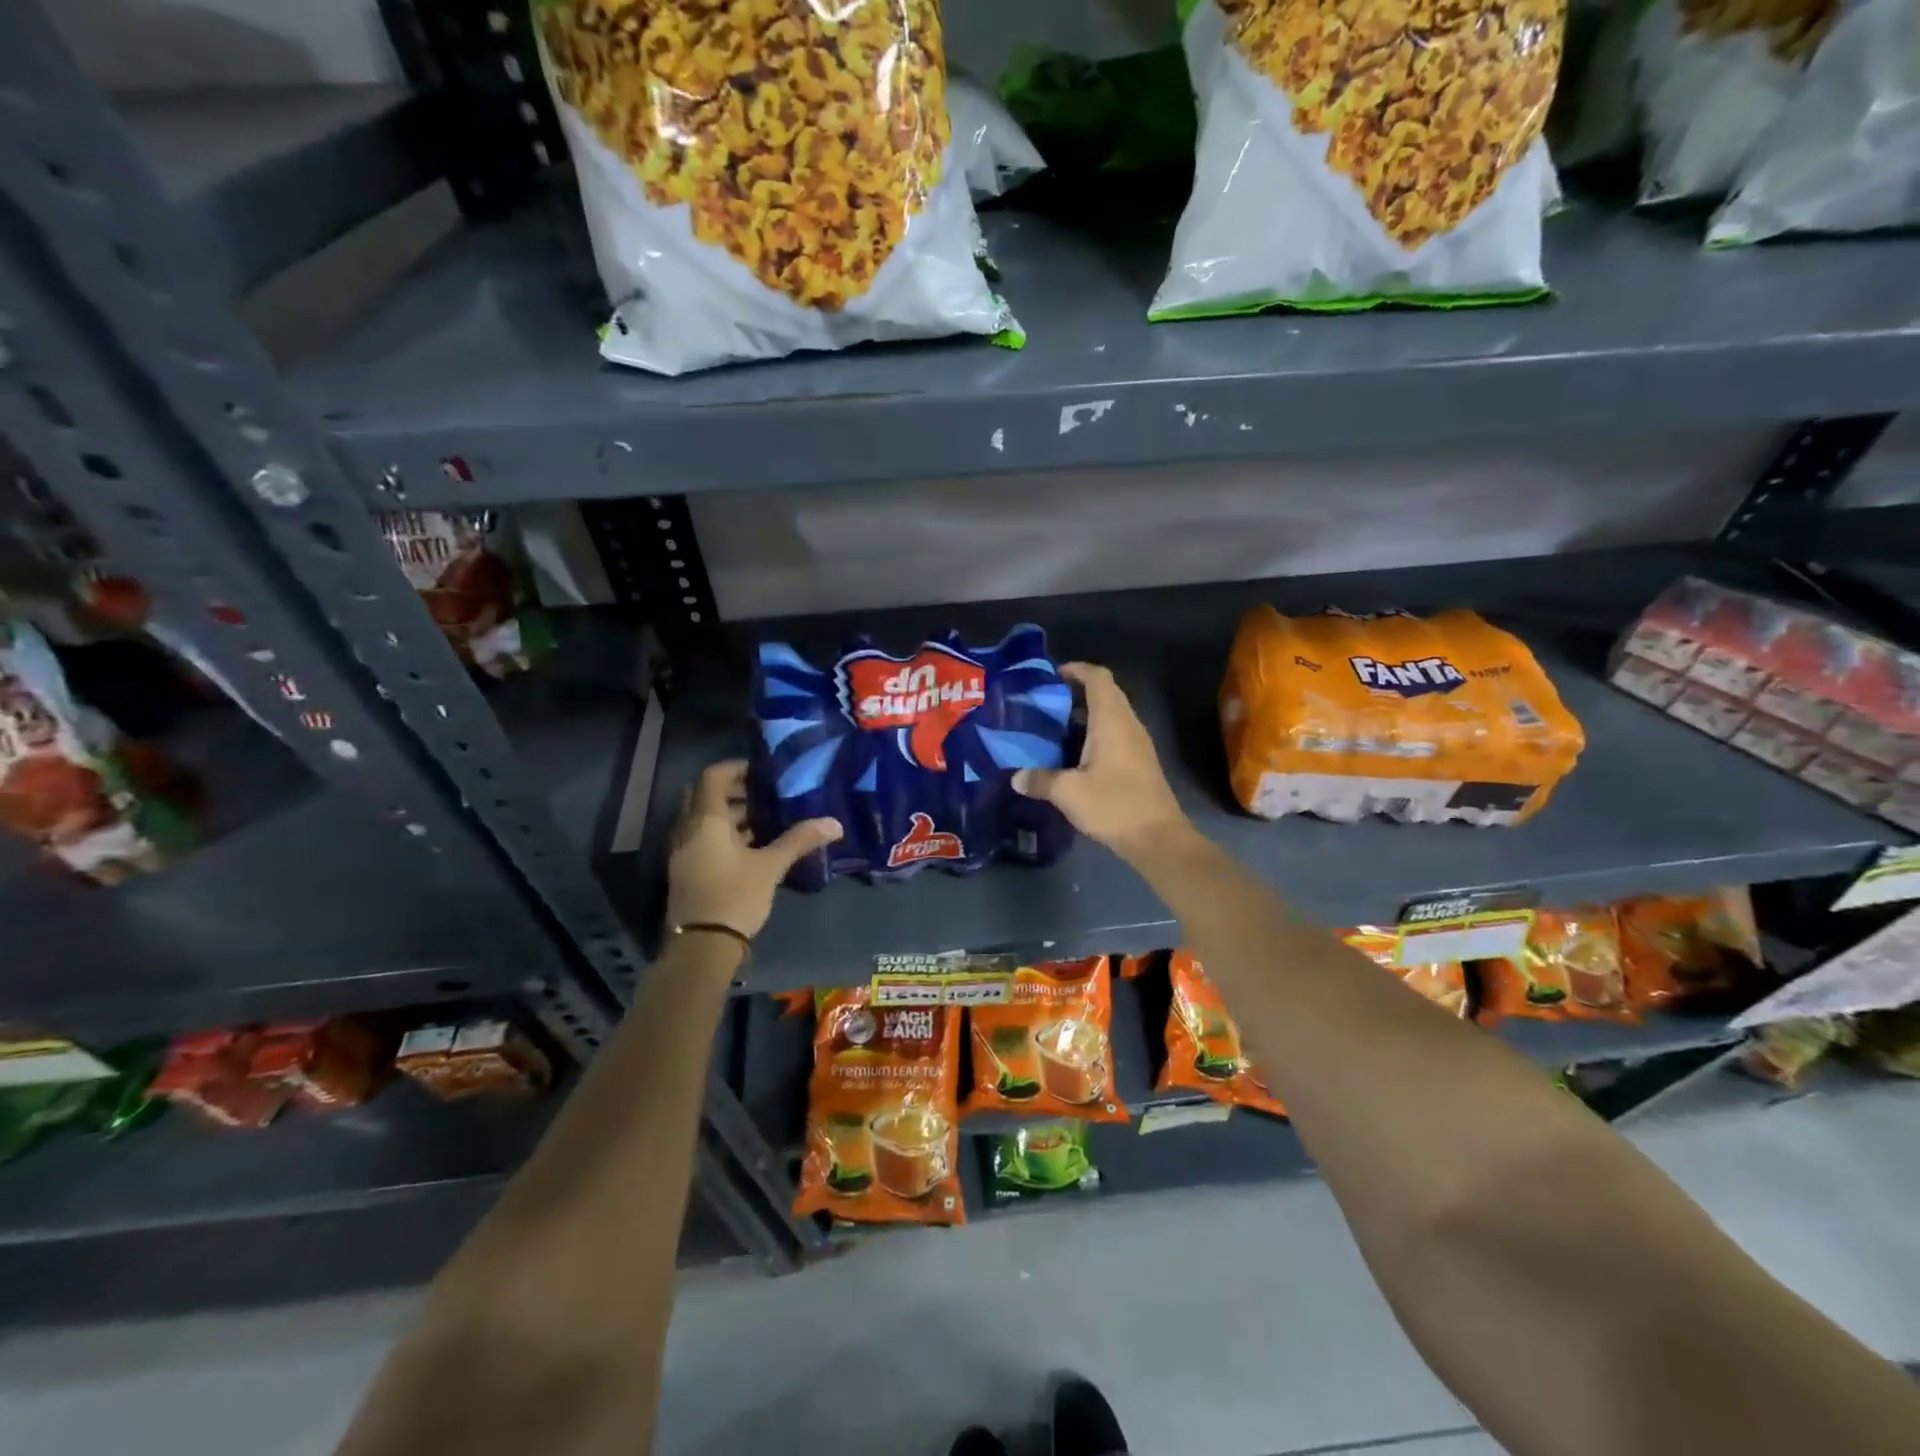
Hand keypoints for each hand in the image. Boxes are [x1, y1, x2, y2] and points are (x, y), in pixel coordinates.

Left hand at [665, 760, 840, 940]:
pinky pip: (704, 840)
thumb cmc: (734, 897)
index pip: (712, 777)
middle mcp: (687, 831)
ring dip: (731, 816)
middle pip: (706, 797)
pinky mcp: (687, 872)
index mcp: (705, 821)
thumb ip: (799, 840)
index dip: (736, 768)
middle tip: (766, 795)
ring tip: (767, 820)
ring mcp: (683, 853)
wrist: (701, 948)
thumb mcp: (771, 866)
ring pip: (705, 821)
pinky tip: (753, 848)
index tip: (763, 772)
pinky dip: (725, 836)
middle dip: (735, 793)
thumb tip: (835, 823)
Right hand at [1012, 662, 1190, 861]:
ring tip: (1054, 727)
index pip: (1098, 677)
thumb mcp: (1068, 793)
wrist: (1158, 838)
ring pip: (1111, 715)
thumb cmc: (1114, 805)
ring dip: (1085, 715)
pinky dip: (1094, 734)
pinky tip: (1073, 755)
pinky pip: (1115, 734)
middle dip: (1076, 692)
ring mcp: (1137, 743)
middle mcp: (1128, 724)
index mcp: (1112, 721)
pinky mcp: (1139, 762)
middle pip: (1105, 693)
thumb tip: (1016, 777)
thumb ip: (1040, 780)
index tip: (1051, 676)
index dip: (1076, 670)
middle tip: (1045, 704)